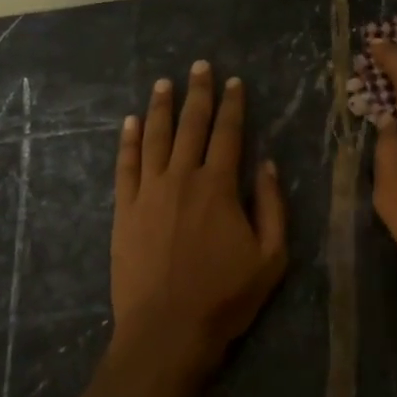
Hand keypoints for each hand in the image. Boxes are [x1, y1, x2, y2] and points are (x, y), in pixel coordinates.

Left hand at [111, 61, 287, 374]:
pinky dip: (129, 141)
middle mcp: (182, 178)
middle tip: (200, 66)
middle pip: (191, 126)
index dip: (233, 105)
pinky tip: (131, 122)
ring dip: (161, 107)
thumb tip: (266, 163)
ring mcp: (149, 192)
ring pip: (155, 138)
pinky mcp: (125, 210)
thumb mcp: (271, 256)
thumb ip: (271, 205)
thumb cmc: (225, 297)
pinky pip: (126, 166)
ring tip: (164, 83)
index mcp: (219, 187)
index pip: (228, 134)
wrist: (167, 330)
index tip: (234, 82)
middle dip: (198, 93)